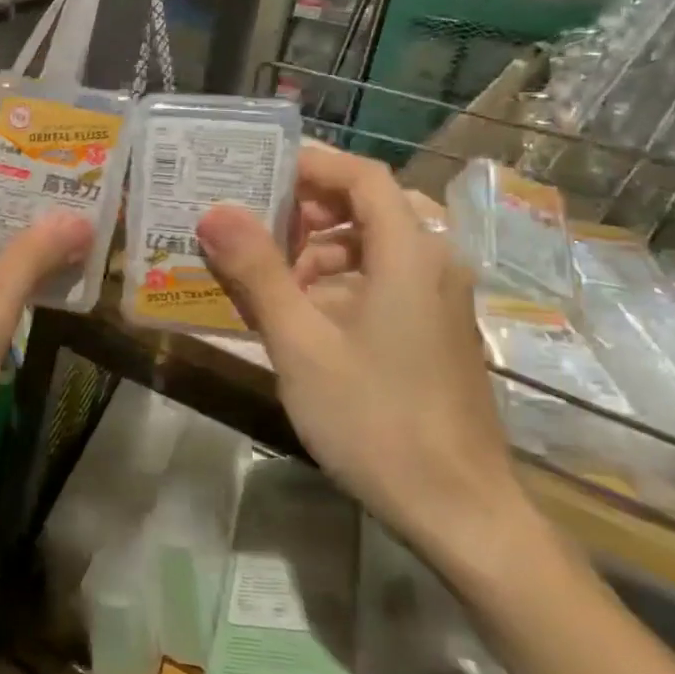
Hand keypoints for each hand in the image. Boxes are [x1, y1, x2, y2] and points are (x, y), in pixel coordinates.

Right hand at [195, 142, 526, 565]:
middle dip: (305, 209)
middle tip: (248, 221)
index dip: (311, 162)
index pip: (363, 176)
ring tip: (261, 275)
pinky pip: (380, 280)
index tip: (255, 166)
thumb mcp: (301, 344)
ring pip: (372, 246)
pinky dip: (335, 281)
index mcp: (410, 254)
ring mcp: (437, 300)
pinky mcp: (432, 331)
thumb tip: (214, 211)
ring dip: (316, 249)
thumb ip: (258, 272)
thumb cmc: (376, 420)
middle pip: (368, 207)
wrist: (460, 511)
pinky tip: (296, 315)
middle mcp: (432, 264)